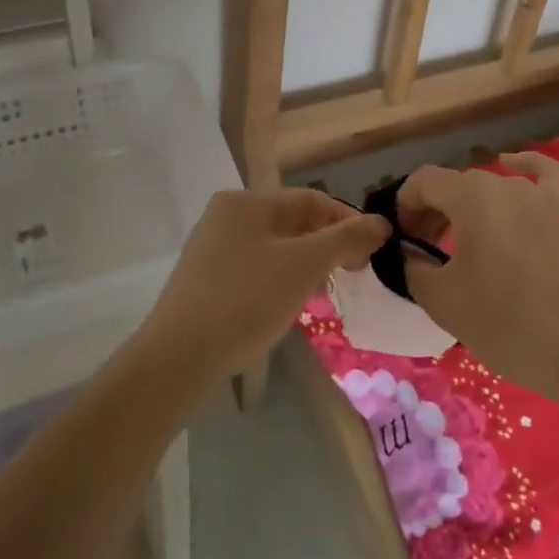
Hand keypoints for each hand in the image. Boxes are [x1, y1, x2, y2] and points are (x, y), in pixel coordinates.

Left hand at [133, 189, 386, 385]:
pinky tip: (290, 306)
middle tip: (353, 274)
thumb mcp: (303, 265)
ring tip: (325, 293)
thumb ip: (345, 240)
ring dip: (307, 265)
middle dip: (327, 245)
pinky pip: (257, 270)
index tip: (372, 251)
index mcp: (246, 201)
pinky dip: (281, 281)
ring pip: (275, 248)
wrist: (177, 360)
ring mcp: (212, 250)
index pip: (310, 199)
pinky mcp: (206, 282)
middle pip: (292, 222)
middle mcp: (226, 216)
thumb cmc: (245, 299)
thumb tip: (381, 223)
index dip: (347, 220)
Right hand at [399, 153, 558, 403]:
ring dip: (463, 208)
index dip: (404, 208)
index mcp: (471, 196)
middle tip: (422, 255)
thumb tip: (410, 254)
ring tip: (454, 244)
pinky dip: (524, 165)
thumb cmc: (506, 322)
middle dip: (430, 214)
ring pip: (488, 188)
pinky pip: (542, 175)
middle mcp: (503, 185)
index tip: (401, 244)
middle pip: (453, 186)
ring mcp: (537, 197)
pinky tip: (511, 163)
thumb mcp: (442, 300)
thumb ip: (413, 267)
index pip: (422, 182)